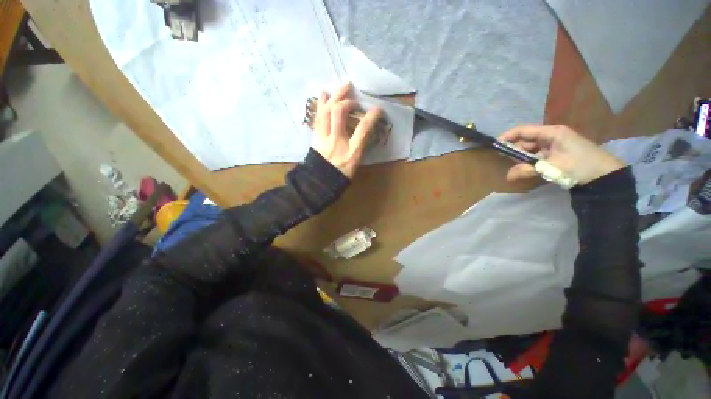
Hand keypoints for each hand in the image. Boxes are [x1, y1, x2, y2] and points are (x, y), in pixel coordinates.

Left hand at [311, 83, 382, 178]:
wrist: (321, 181)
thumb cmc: (341, 174)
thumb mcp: (356, 162)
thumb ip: (360, 146)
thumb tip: (363, 130)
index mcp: (351, 151)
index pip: (362, 129)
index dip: (371, 117)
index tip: (377, 109)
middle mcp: (336, 141)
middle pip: (339, 114)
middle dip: (347, 101)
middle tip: (353, 96)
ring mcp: (323, 138)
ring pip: (326, 112)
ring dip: (334, 97)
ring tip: (342, 87)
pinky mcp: (316, 136)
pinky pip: (318, 117)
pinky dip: (321, 104)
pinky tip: (324, 94)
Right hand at [499, 124, 624, 184]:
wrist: (606, 176)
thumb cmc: (580, 166)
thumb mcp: (552, 168)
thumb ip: (527, 170)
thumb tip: (507, 177)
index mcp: (551, 132)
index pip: (523, 130)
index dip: (507, 136)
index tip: (495, 146)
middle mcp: (551, 135)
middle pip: (525, 140)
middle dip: (514, 150)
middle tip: (505, 161)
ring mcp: (554, 145)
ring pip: (530, 149)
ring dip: (522, 158)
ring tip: (516, 169)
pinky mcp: (556, 154)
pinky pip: (537, 156)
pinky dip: (530, 162)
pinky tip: (527, 170)